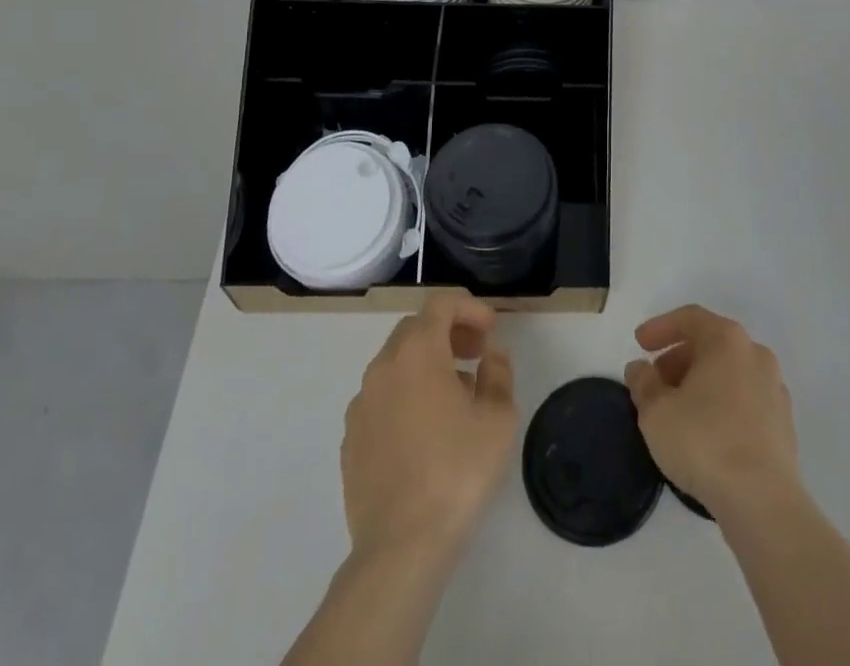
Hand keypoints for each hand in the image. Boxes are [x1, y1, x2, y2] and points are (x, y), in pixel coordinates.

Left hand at [340, 294, 517, 566]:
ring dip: (427, 364)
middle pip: (415, 328)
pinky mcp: (351, 438)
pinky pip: (382, 398)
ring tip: (456, 396)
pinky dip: (405, 395)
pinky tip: (425, 431)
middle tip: (476, 355)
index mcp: (418, 352)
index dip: (469, 307)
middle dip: (448, 332)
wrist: (400, 546)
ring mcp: (361, 403)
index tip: (491, 330)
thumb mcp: (498, 418)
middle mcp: (383, 367)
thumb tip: (490, 354)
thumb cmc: (457, 471)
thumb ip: (498, 372)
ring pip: (396, 363)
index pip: (441, 303)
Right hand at [625, 304, 799, 517]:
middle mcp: (755, 354)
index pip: (690, 318)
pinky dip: (722, 404)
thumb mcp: (656, 412)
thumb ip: (643, 383)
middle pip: (711, 344)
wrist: (763, 501)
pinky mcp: (783, 423)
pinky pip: (745, 400)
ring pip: (729, 373)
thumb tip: (640, 369)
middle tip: (655, 381)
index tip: (639, 344)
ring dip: (700, 382)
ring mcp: (774, 388)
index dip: (661, 327)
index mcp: (727, 340)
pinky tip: (706, 433)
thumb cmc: (704, 442)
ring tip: (677, 410)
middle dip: (679, 358)